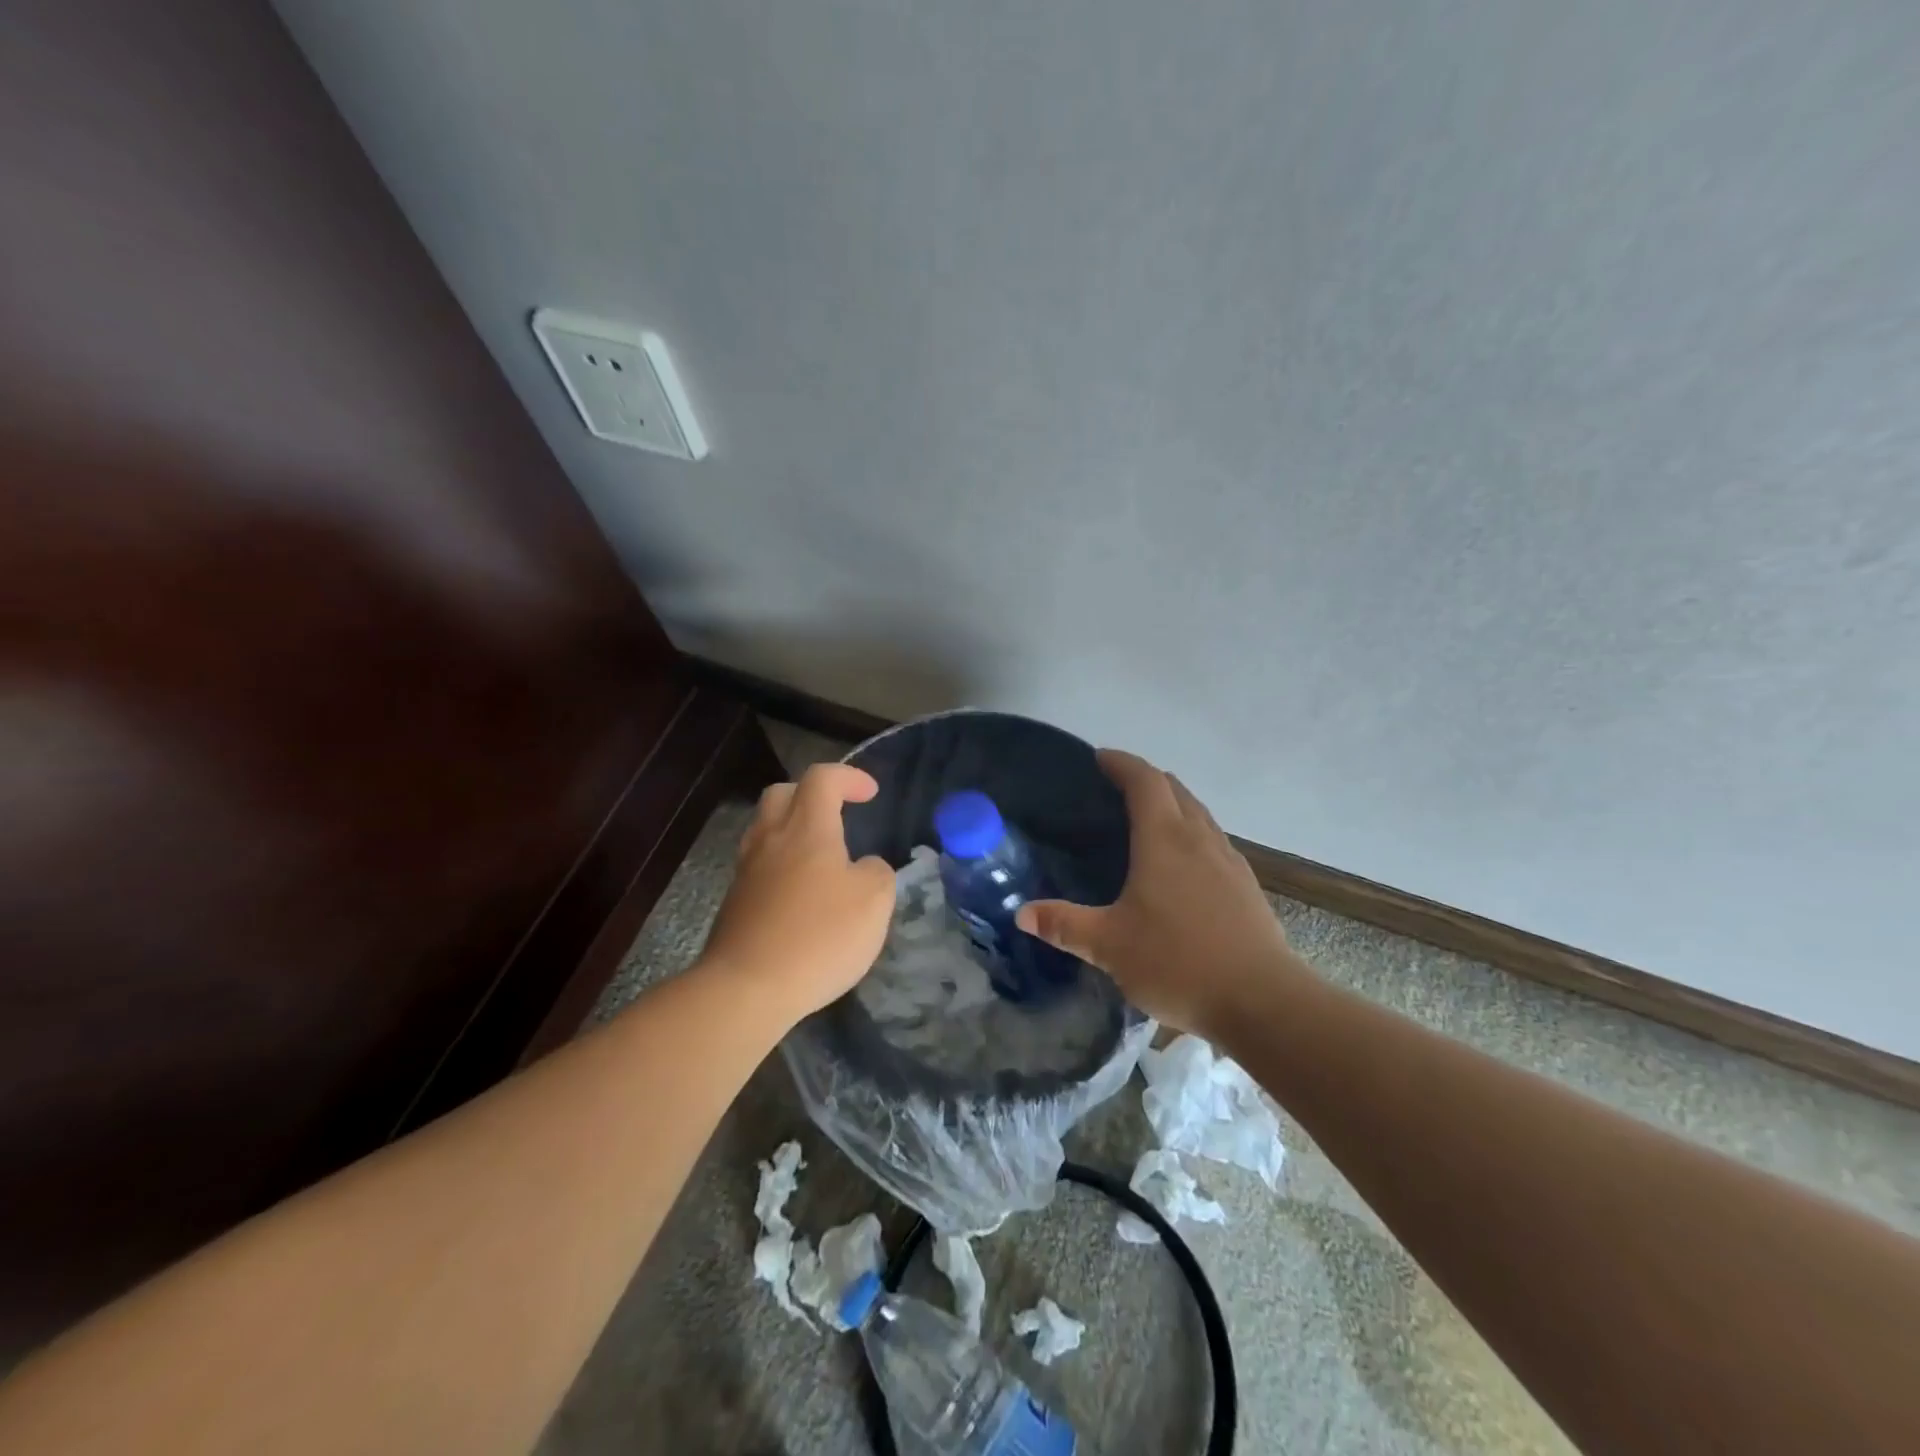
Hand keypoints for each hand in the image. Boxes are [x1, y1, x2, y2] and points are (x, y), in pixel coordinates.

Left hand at [700, 763, 895, 1026]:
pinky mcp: (734, 903)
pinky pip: (759, 865)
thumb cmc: (818, 936)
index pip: (822, 778)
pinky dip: (781, 864)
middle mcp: (771, 839)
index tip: (871, 793)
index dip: (849, 777)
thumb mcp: (875, 901)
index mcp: (807, 828)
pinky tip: (801, 894)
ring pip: (765, 829)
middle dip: (811, 794)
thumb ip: (877, 872)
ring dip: (792, 830)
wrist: (746, 989)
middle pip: (782, 794)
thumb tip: (864, 866)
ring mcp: (746, 871)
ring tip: (820, 856)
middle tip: (837, 814)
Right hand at [1015, 750, 1307, 1036]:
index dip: (1122, 763)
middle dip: (1146, 779)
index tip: (1100, 758)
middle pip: (1175, 789)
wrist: (1263, 1001)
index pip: (1144, 780)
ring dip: (1173, 804)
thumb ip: (1064, 925)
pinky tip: (1183, 866)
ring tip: (1147, 822)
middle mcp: (1200, 838)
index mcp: (1164, 839)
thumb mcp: (1108, 946)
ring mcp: (1229, 861)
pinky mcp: (1247, 886)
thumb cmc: (1178, 962)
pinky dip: (1192, 833)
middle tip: (1116, 789)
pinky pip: (1214, 841)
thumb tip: (1022, 913)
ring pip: (1199, 814)